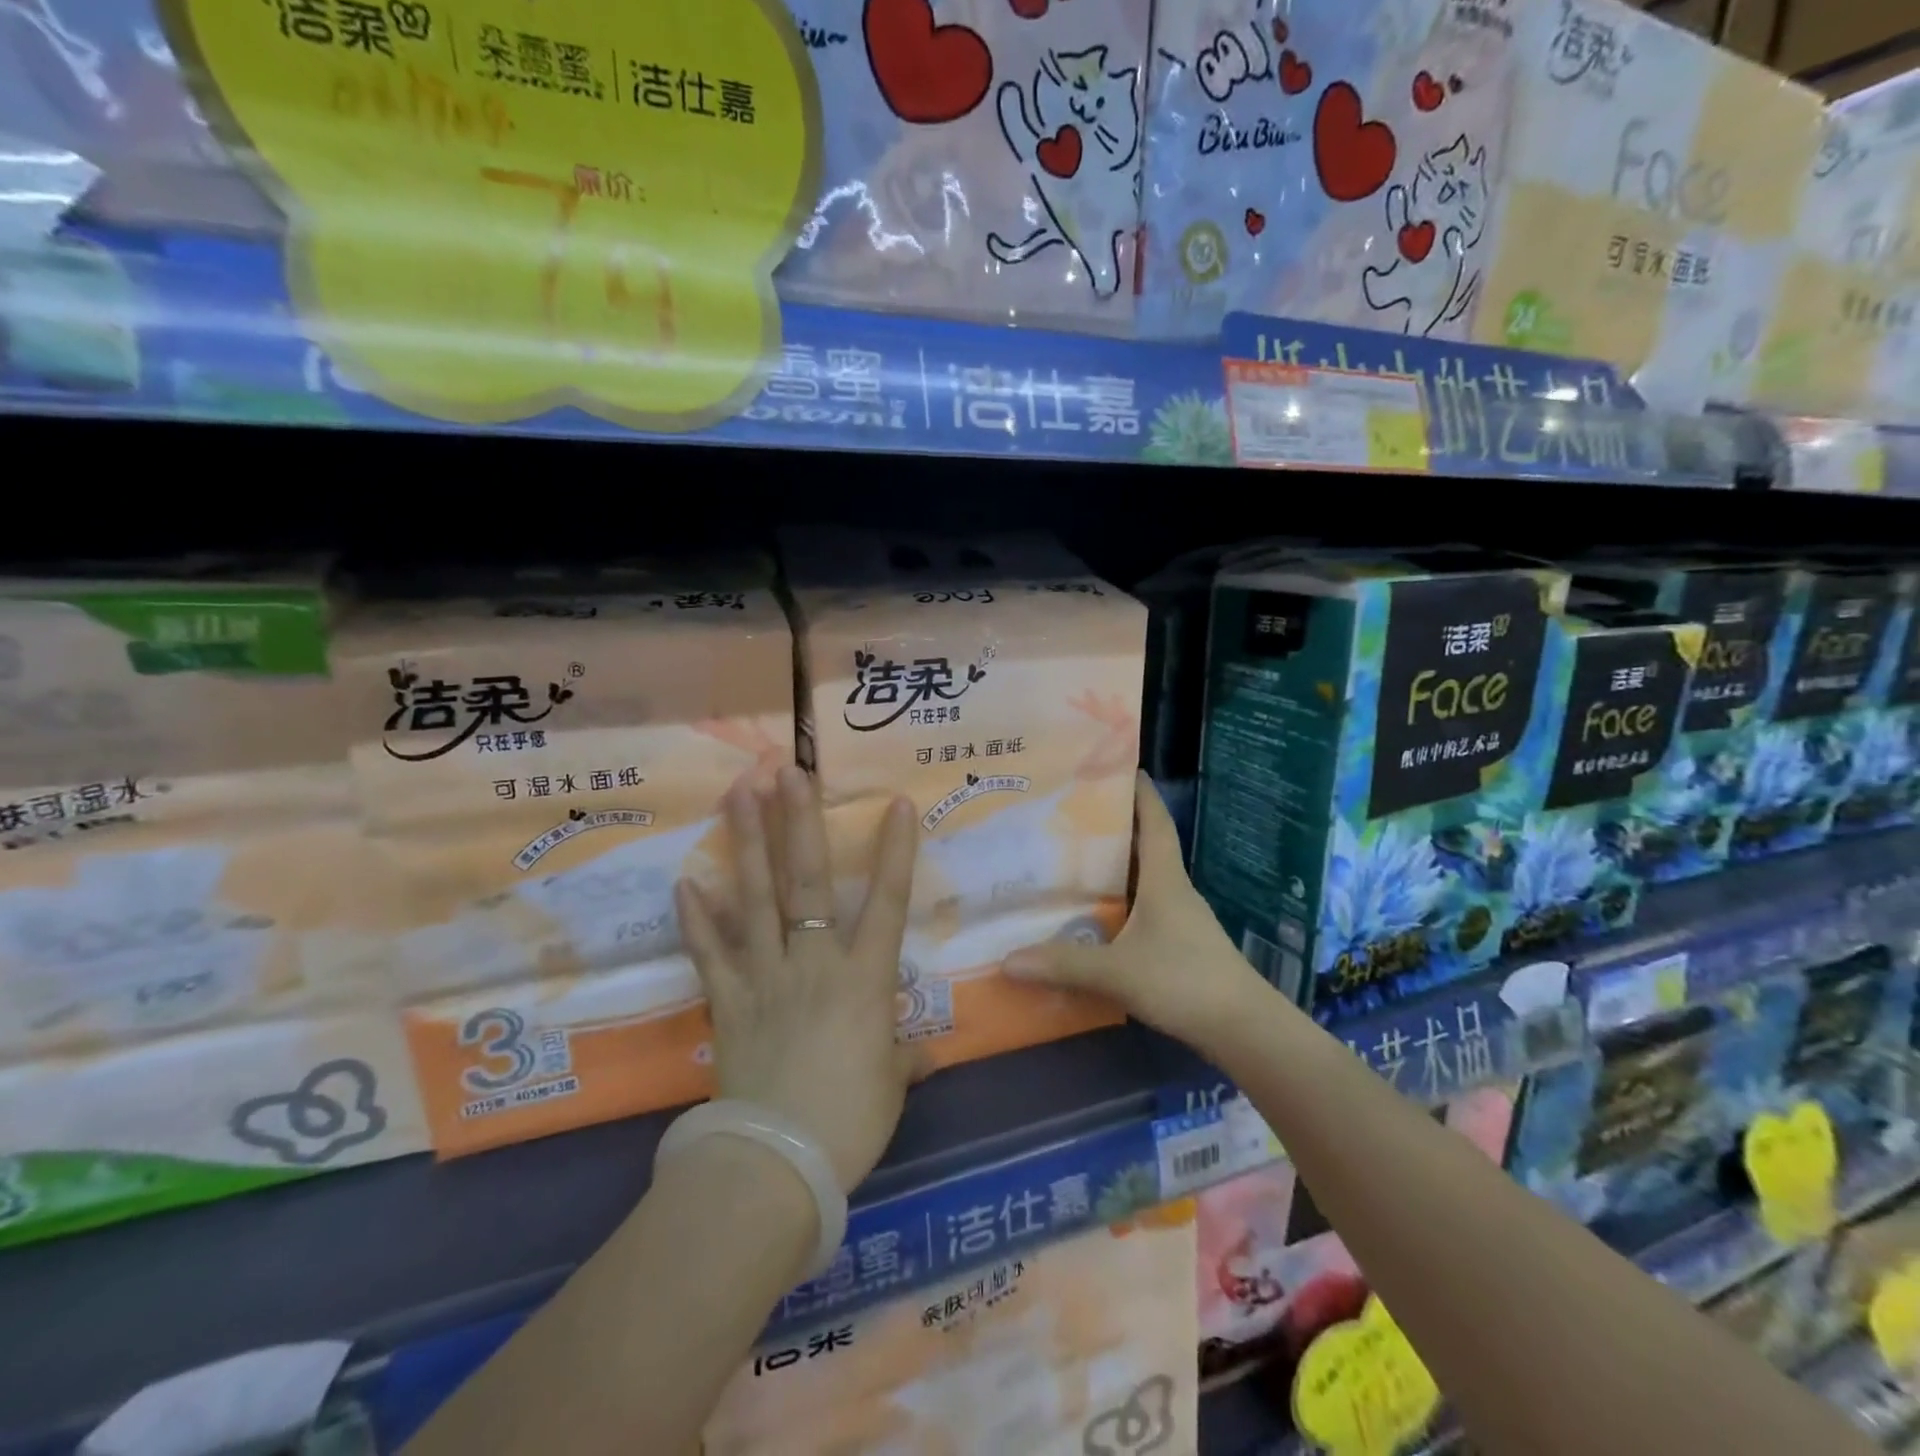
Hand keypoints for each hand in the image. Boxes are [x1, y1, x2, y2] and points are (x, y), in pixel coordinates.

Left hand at [675, 765, 918, 1190]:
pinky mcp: (728, 1001)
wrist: (776, 1165)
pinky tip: (685, 882)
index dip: (895, 852)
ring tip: (738, 795)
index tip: (896, 804)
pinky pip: (710, 952)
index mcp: (864, 980)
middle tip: (788, 770)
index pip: (888, 903)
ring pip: (756, 899)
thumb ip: (906, 1058)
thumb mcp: (891, 1086)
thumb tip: (926, 1052)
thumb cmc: (849, 1123)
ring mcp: (766, 976)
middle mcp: (814, 963)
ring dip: (748, 844)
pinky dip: (697, 918)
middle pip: (808, 882)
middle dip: (800, 822)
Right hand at [1004, 770, 1264, 1051]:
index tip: (1119, 766)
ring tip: (1070, 856)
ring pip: (1142, 879)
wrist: (1242, 1029)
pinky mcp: (1177, 944)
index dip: (1140, 792)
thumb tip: (1006, 959)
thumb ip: (1064, 964)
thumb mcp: (1118, 972)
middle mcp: (1173, 890)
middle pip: (1144, 845)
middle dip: (1113, 825)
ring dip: (1114, 866)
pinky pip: (1141, 909)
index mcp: (1165, 879)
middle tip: (1070, 812)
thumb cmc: (1184, 981)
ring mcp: (1178, 918)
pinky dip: (1118, 902)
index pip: (1155, 821)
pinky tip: (1092, 914)